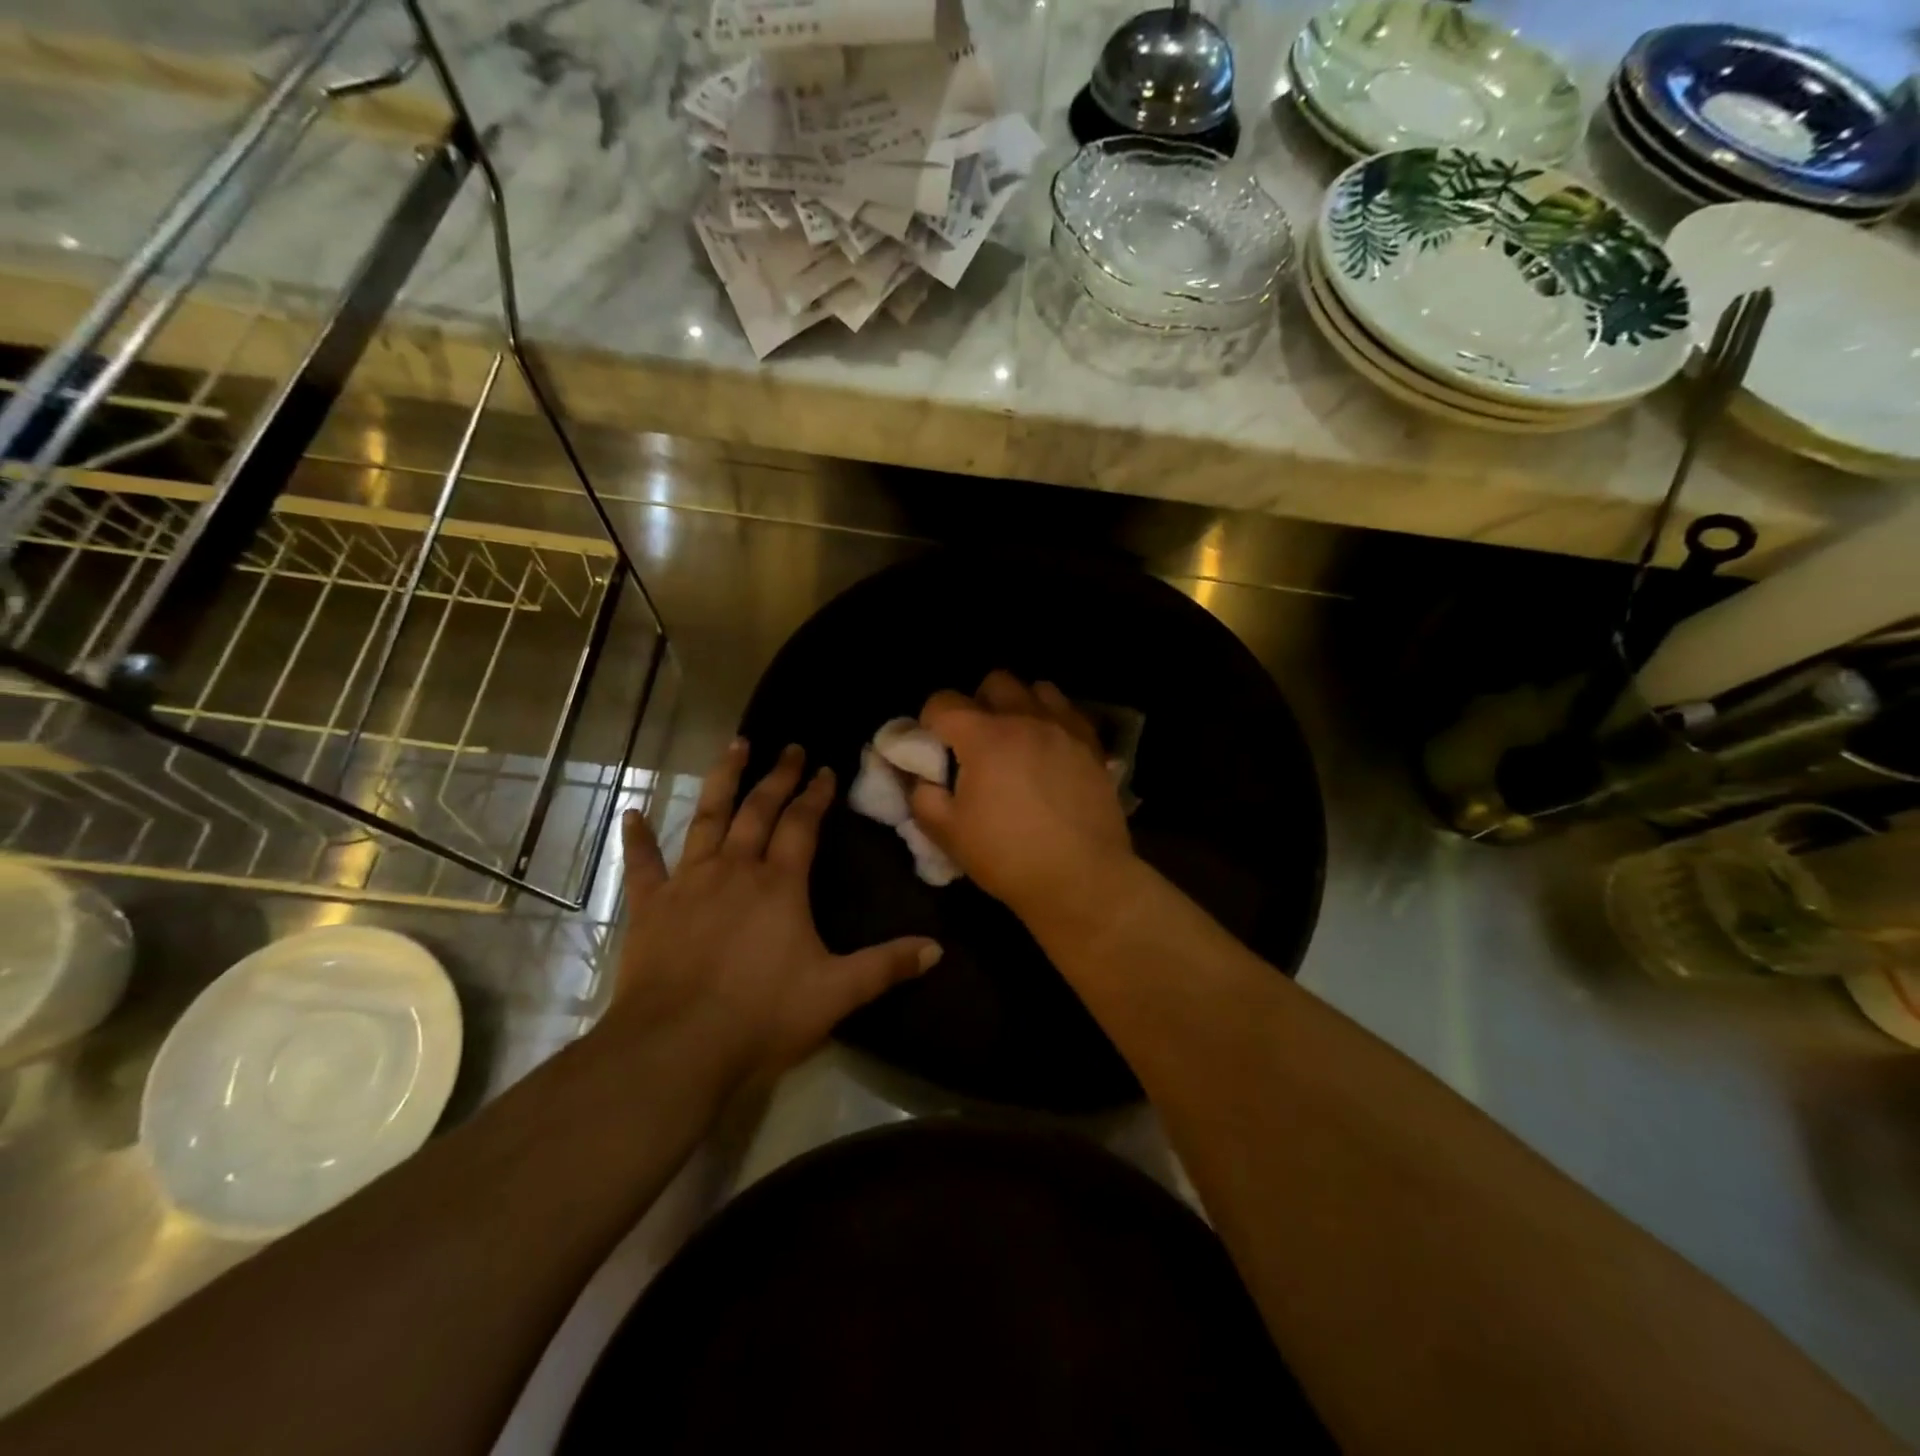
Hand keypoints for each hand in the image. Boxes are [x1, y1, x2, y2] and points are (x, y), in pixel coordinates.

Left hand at [611, 740, 940, 1086]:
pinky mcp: (650, 907)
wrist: (677, 1047)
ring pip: (707, 818)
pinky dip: (637, 838)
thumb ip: (886, 966)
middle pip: (758, 810)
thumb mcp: (837, 992)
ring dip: (722, 780)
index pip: (803, 824)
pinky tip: (631, 813)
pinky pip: (643, 864)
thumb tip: (937, 949)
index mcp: (780, 884)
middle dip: (777, 776)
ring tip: (734, 747)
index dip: (816, 795)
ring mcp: (689, 883)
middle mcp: (735, 869)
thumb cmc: (762, 1016)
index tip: (826, 769)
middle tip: (789, 748)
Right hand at [910, 671, 1135, 916]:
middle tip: (976, 742)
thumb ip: (923, 796)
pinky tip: (1051, 750)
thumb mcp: (947, 833)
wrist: (1081, 879)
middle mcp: (1026, 719)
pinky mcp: (1093, 745)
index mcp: (984, 736)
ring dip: (1020, 706)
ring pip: (1037, 689)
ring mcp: (1065, 728)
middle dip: (978, 704)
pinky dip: (1054, 720)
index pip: (943, 702)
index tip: (933, 748)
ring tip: (1017, 740)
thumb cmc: (1008, 857)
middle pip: (995, 682)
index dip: (930, 721)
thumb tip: (922, 778)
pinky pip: (1069, 712)